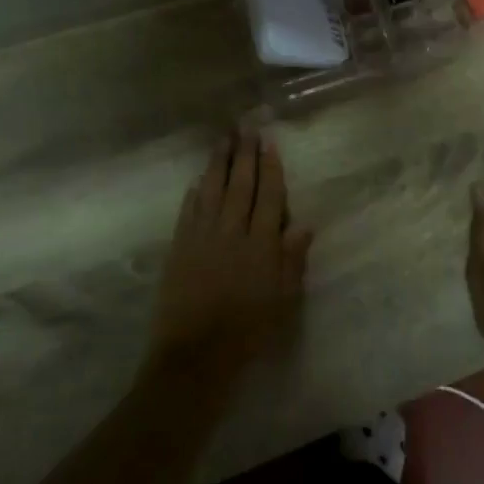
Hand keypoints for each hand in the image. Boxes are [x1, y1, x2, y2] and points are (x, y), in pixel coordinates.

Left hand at [148, 128, 310, 391]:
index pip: (268, 196)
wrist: (195, 356)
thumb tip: (304, 224)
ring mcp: (202, 238)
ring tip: (223, 140)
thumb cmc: (248, 332)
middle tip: (246, 126)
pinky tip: (197, 180)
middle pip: (240, 185)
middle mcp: (232, 232)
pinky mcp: (179, 249)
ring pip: (211, 191)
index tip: (269, 142)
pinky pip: (188, 212)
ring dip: (218, 164)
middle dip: (244, 155)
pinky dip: (194, 193)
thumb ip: (292, 260)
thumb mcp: (282, 300)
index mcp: (261, 245)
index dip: (270, 168)